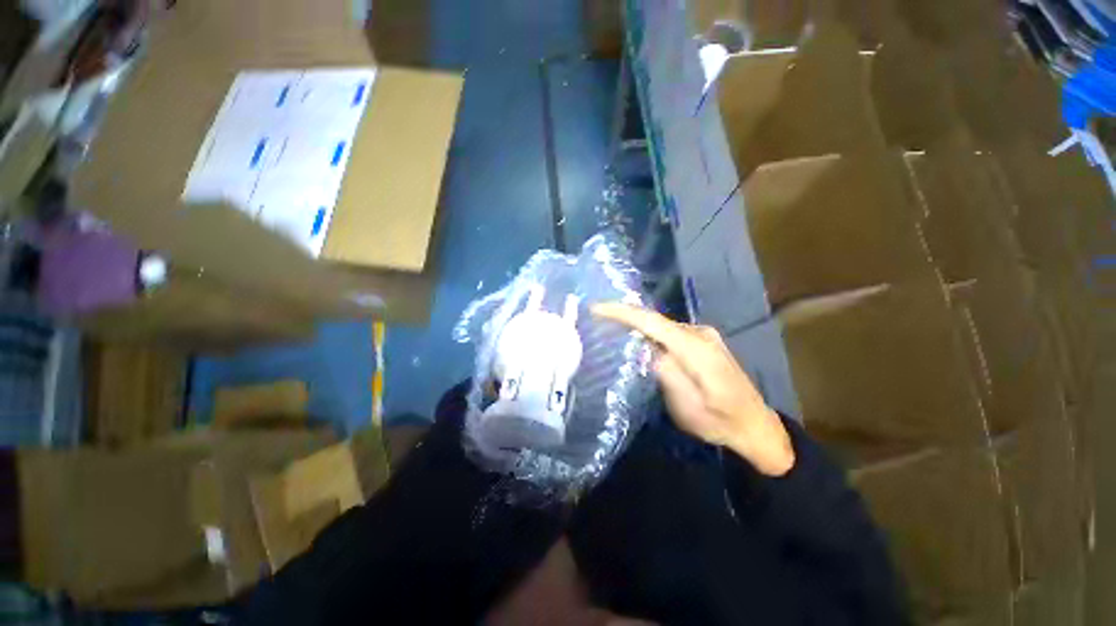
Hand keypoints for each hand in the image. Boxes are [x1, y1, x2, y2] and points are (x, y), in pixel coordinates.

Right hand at [592, 303, 794, 476]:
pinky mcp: (703, 341)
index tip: (596, 308)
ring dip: (637, 325)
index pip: (652, 322)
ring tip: (610, 329)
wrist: (756, 427)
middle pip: (655, 320)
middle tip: (596, 320)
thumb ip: (665, 372)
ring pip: (662, 326)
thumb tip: (644, 347)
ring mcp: (704, 335)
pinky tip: (638, 340)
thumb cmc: (720, 422)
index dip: (622, 312)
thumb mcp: (687, 406)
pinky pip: (669, 332)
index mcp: (696, 348)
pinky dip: (650, 333)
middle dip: (625, 317)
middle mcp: (700, 333)